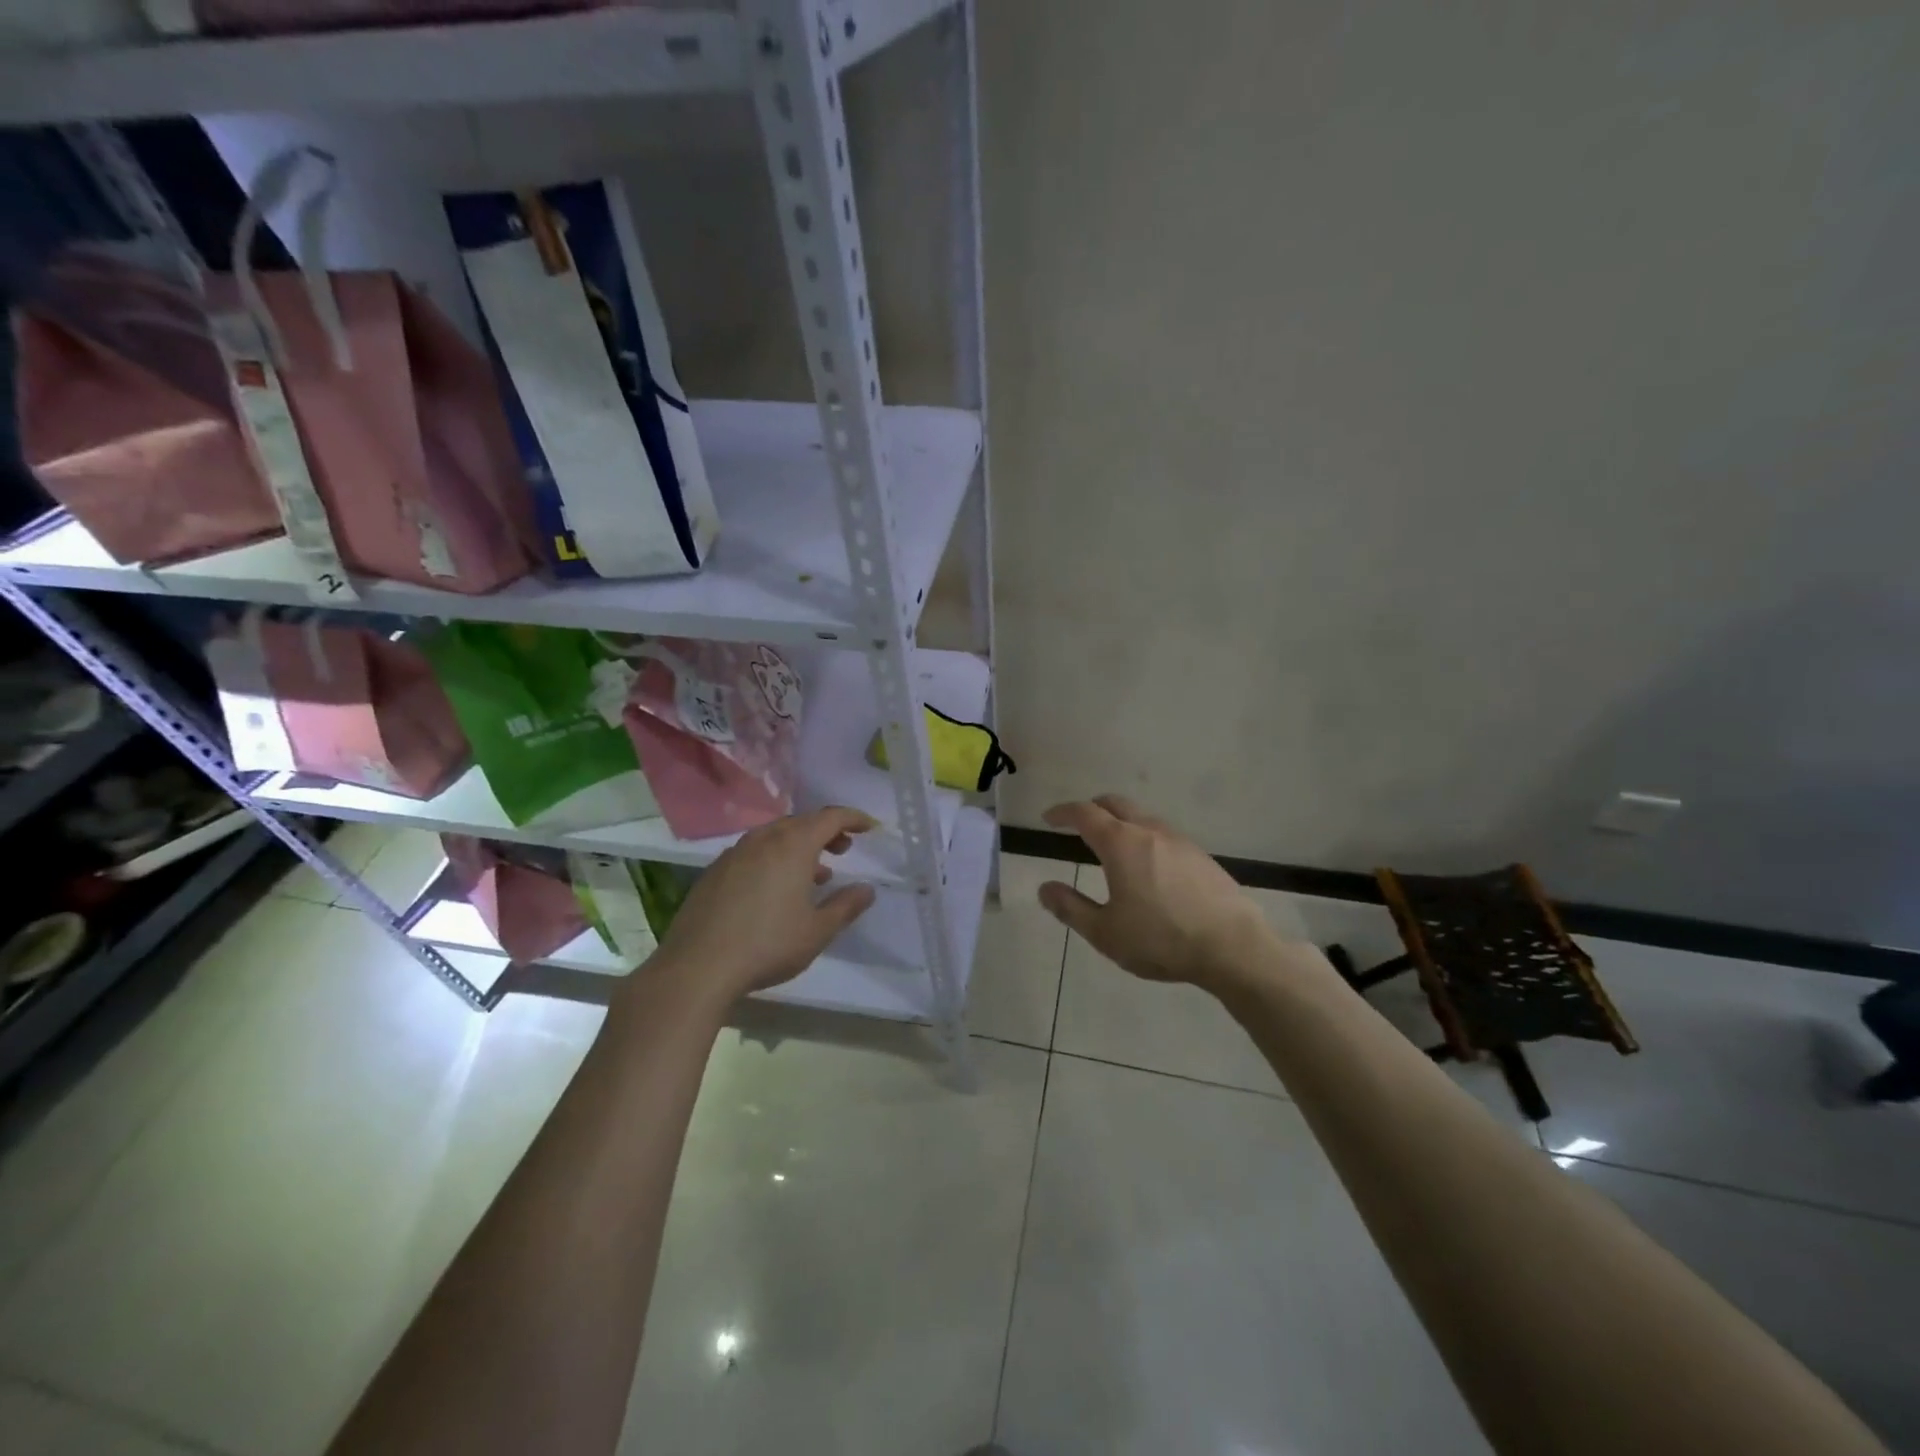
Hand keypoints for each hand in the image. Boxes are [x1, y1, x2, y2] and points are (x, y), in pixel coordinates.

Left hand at [652, 807, 878, 1002]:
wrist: (697, 967)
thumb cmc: (768, 945)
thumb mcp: (817, 930)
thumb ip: (846, 905)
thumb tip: (866, 889)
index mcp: (792, 846)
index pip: (830, 817)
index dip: (853, 818)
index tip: (869, 827)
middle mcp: (763, 840)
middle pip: (801, 822)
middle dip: (826, 831)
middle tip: (844, 849)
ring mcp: (734, 854)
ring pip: (774, 836)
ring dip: (799, 845)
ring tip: (815, 872)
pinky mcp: (714, 872)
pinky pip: (753, 852)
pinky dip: (774, 858)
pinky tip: (775, 888)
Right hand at [1038, 794, 1277, 992]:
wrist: (1233, 947)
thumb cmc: (1161, 939)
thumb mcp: (1105, 932)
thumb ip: (1070, 907)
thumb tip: (1044, 888)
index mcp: (1121, 843)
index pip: (1085, 813)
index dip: (1063, 812)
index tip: (1049, 819)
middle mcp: (1149, 831)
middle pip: (1115, 804)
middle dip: (1092, 809)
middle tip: (1077, 825)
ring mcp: (1179, 840)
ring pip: (1142, 817)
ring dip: (1120, 822)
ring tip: (1112, 847)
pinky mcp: (1201, 856)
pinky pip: (1163, 834)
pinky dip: (1144, 837)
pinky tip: (1148, 867)